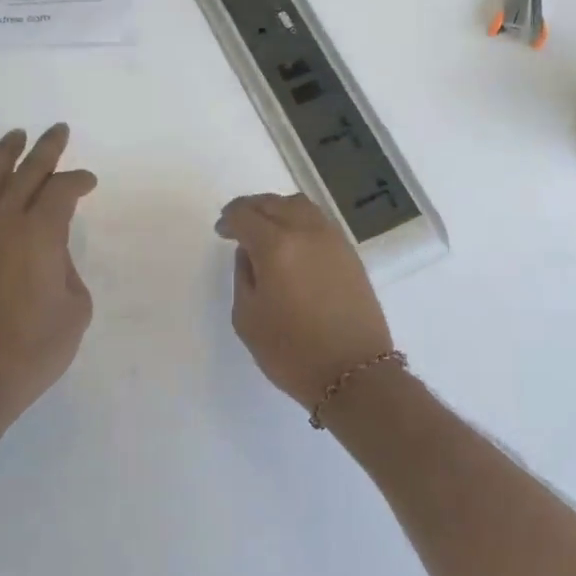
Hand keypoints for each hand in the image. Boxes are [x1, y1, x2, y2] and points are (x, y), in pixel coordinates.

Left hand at [0, 125, 96, 432]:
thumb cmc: (33, 348)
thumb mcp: (75, 309)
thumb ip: (67, 270)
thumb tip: (50, 255)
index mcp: (40, 234)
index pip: (62, 191)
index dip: (79, 182)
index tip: (90, 183)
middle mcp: (3, 223)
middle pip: (26, 173)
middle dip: (46, 150)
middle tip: (58, 130)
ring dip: (4, 156)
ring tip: (16, 136)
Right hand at [214, 193, 393, 410]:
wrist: (353, 372)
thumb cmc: (292, 352)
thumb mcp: (248, 318)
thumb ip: (243, 276)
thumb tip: (249, 252)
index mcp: (276, 246)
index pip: (245, 215)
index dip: (229, 219)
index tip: (221, 231)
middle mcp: (306, 232)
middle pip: (273, 203)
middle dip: (250, 209)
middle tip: (238, 225)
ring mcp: (332, 239)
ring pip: (299, 206)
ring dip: (277, 209)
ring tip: (266, 229)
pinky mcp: (349, 252)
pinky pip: (318, 221)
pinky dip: (299, 220)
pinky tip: (292, 241)